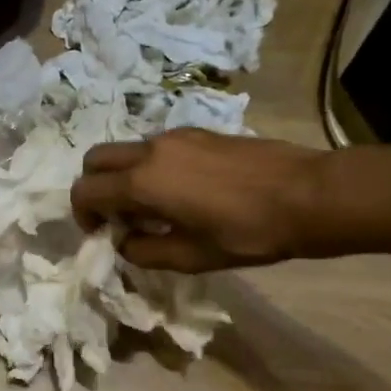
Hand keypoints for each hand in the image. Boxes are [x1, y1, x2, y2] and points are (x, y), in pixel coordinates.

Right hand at [71, 129, 331, 272]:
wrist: (307, 194)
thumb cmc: (248, 232)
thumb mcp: (192, 258)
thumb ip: (145, 252)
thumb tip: (124, 242)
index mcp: (143, 181)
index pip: (86, 190)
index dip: (83, 215)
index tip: (101, 234)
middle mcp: (151, 150)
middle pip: (97, 158)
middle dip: (95, 187)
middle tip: (118, 217)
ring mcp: (176, 136)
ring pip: (127, 150)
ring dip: (124, 177)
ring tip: (155, 209)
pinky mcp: (200, 133)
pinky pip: (157, 148)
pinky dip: (151, 168)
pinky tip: (184, 192)